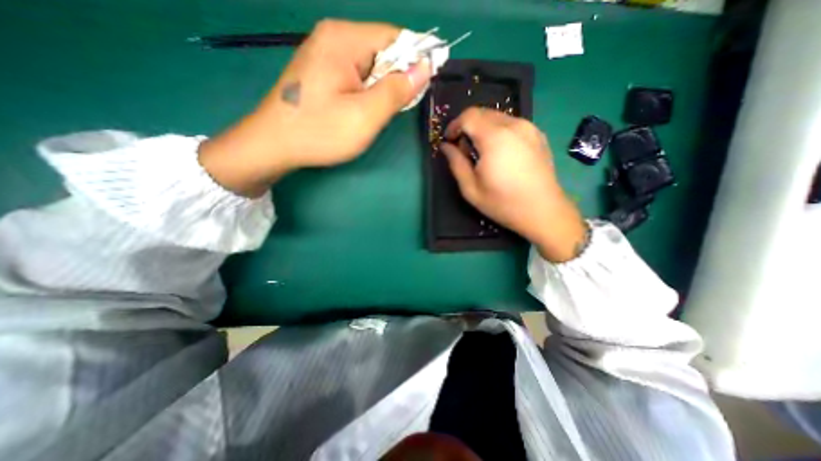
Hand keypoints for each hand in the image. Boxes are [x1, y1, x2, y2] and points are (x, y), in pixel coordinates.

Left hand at [199, 20, 429, 195]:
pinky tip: (361, 110)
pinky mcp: (322, 71)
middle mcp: (334, 38)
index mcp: (344, 40)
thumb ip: (397, 90)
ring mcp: (325, 54)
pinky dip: (367, 92)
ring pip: (371, 66)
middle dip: (395, 79)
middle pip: (383, 50)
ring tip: (373, 114)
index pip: (395, 37)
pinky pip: (357, 75)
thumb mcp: (366, 115)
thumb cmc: (321, 132)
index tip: (421, 88)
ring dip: (381, 89)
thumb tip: (425, 67)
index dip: (415, 60)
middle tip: (390, 110)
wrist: (274, 144)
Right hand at [444, 105, 590, 259]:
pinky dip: (498, 132)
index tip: (449, 141)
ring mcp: (529, 128)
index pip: (469, 115)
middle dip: (467, 127)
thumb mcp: (471, 188)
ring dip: (483, 129)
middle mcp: (514, 125)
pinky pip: (512, 124)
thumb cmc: (503, 203)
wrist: (543, 211)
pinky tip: (500, 154)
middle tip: (464, 150)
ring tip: (481, 153)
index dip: (454, 125)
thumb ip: (456, 163)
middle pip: (483, 113)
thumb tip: (446, 147)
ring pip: (498, 117)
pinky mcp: (538, 135)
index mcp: (495, 138)